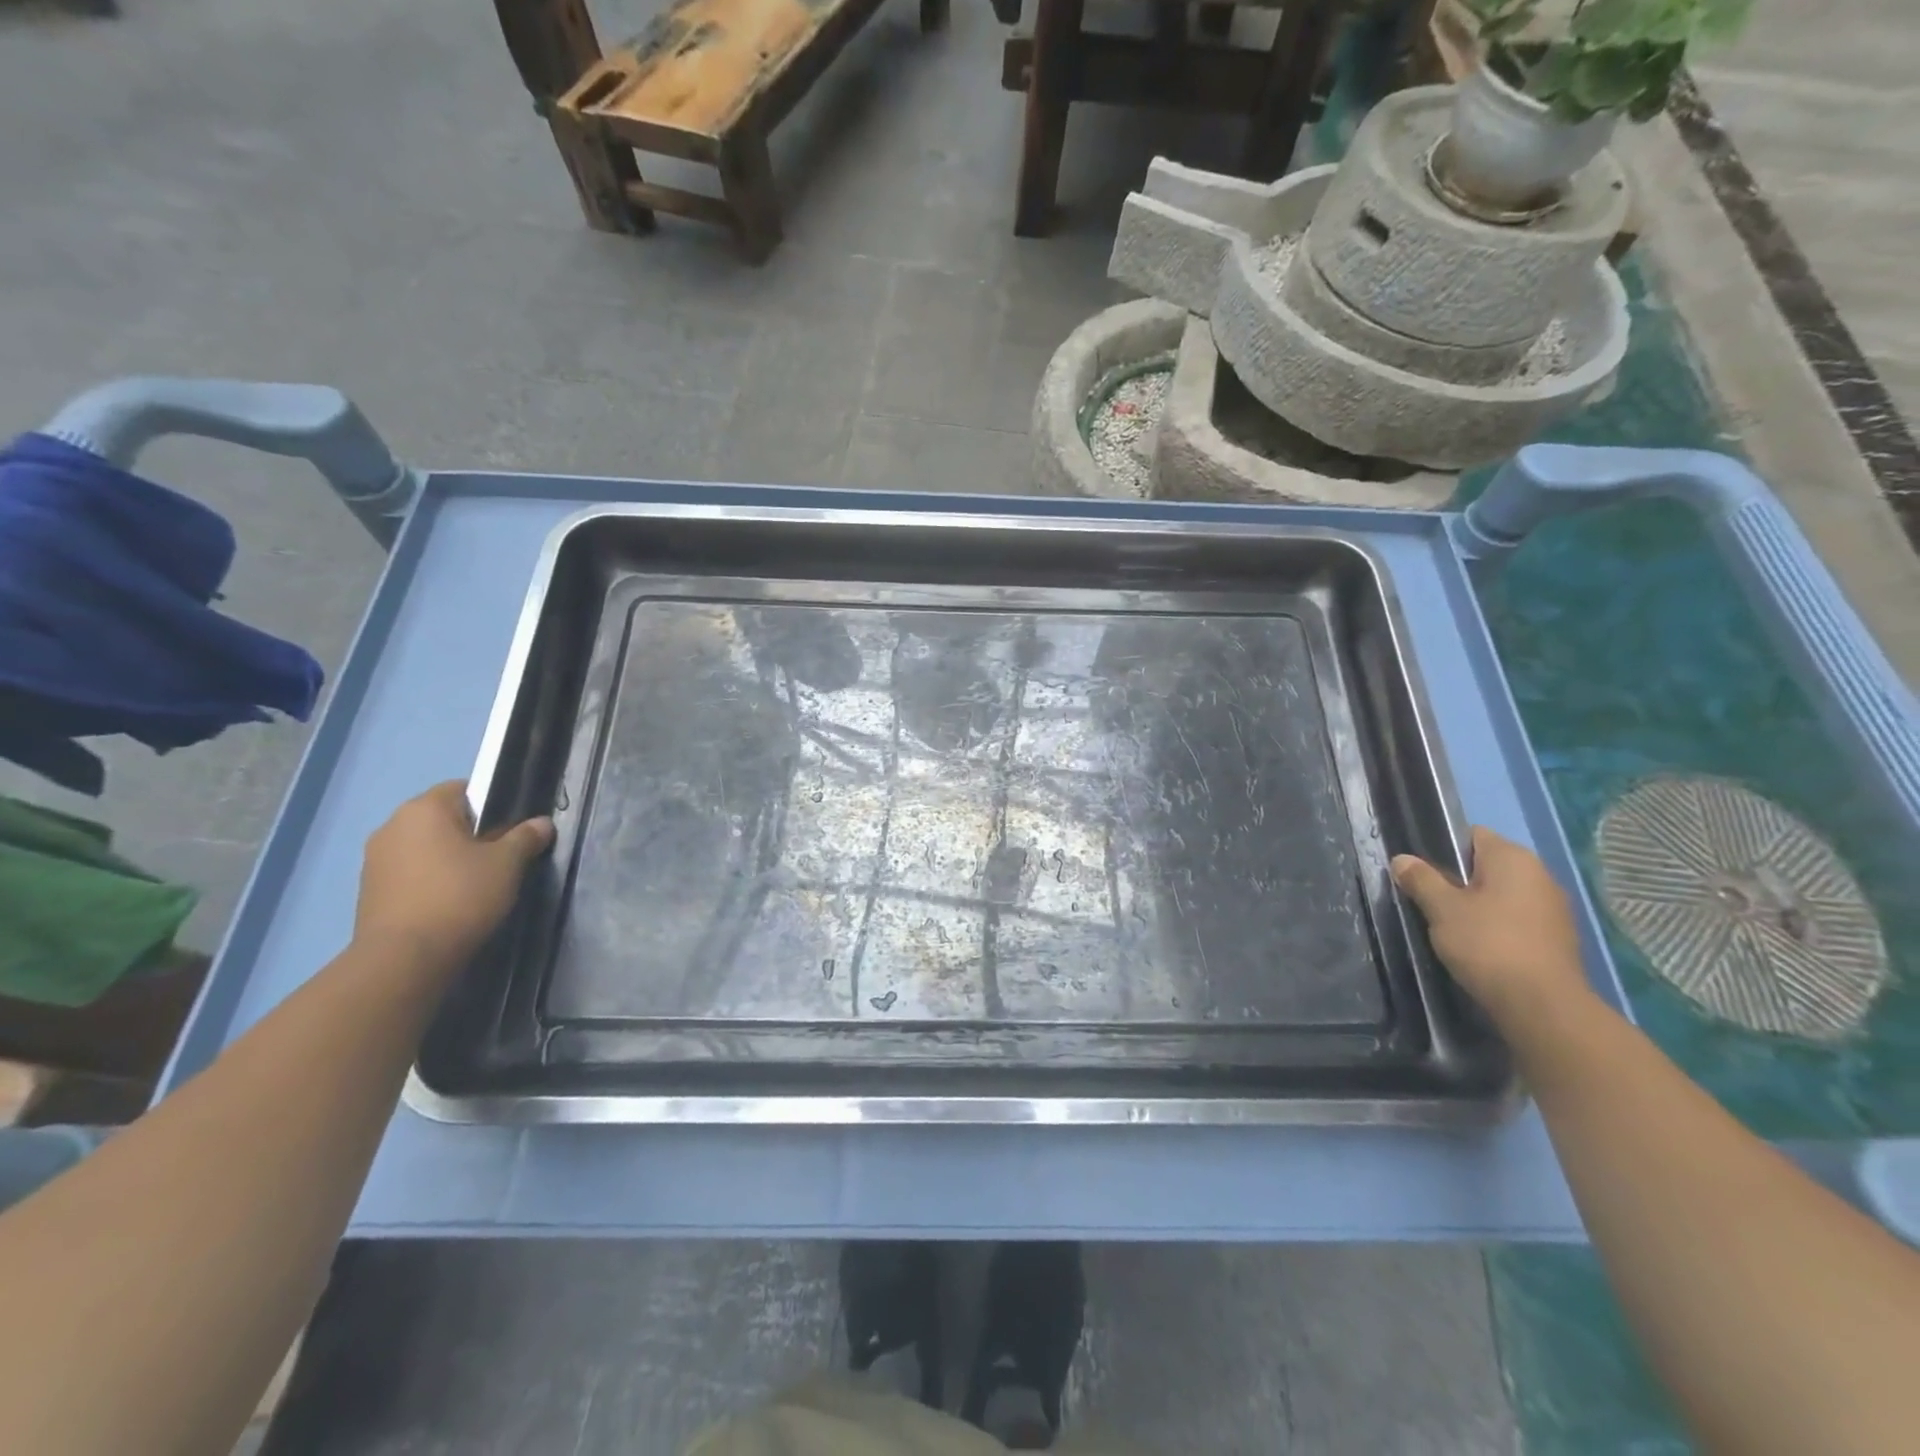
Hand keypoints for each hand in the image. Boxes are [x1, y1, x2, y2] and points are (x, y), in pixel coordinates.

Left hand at [353, 782, 553, 969]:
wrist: (404, 959)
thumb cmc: (460, 896)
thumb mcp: (507, 863)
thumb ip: (525, 837)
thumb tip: (542, 823)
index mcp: (424, 808)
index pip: (464, 789)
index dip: (493, 805)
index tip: (512, 830)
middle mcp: (392, 826)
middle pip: (444, 819)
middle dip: (472, 833)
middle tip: (501, 858)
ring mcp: (375, 859)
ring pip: (426, 847)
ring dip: (450, 858)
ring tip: (477, 884)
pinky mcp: (370, 891)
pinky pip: (411, 873)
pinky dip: (431, 880)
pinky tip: (451, 902)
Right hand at [1391, 826, 1591, 1028]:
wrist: (1542, 1006)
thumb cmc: (1488, 944)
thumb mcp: (1441, 909)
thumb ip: (1421, 879)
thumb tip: (1402, 859)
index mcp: (1514, 858)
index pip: (1472, 835)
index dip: (1442, 848)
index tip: (1421, 872)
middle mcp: (1540, 875)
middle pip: (1486, 865)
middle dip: (1457, 880)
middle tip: (1428, 901)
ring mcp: (1553, 908)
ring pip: (1501, 894)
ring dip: (1477, 905)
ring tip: (1449, 926)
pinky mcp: (1557, 938)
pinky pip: (1516, 919)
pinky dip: (1496, 926)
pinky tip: (1478, 947)